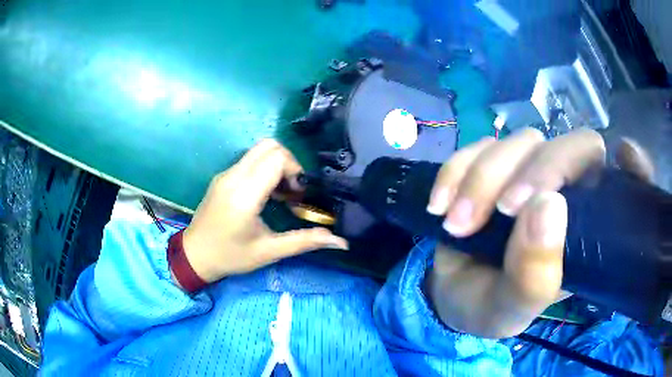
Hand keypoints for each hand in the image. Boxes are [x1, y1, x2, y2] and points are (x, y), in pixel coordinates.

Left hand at [180, 139, 347, 283]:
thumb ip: (305, 241)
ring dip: (277, 165)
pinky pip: (249, 160)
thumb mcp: (269, 252)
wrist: (194, 255)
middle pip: (270, 146)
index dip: (295, 171)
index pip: (277, 158)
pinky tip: (265, 195)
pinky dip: (264, 169)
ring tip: (281, 194)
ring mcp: (226, 174)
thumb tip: (341, 242)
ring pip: (259, 150)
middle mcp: (233, 176)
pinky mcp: (222, 176)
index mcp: (244, 194)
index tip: (299, 195)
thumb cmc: (231, 256)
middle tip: (293, 191)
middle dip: (289, 164)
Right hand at [424, 128, 652, 338]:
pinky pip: (477, 146)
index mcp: (588, 229)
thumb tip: (546, 205)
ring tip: (457, 224)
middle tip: (502, 211)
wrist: (450, 294)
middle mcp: (568, 192)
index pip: (624, 184)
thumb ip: (534, 275)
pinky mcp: (493, 165)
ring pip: (520, 142)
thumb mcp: (512, 309)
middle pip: (569, 146)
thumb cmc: (492, 307)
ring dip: (483, 179)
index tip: (626, 157)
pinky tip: (441, 207)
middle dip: (536, 171)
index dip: (634, 166)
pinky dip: (455, 171)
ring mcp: (528, 172)